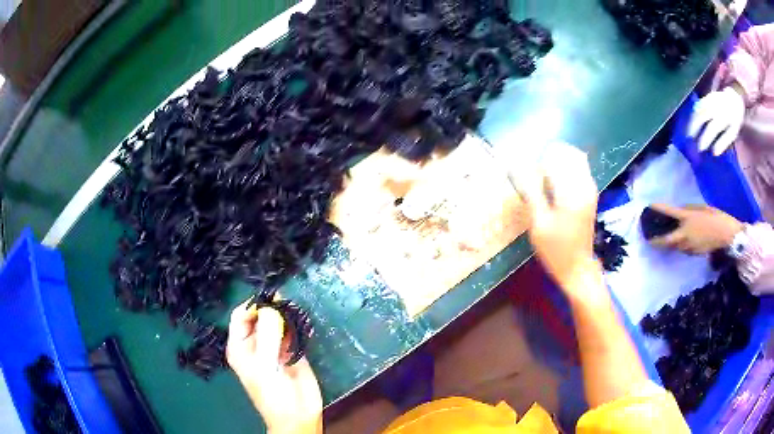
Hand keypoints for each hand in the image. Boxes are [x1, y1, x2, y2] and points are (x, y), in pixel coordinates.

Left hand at [226, 300, 322, 433]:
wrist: (298, 415)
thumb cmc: (273, 393)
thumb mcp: (265, 364)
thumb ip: (267, 335)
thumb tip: (270, 307)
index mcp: (240, 347)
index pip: (240, 316)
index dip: (253, 305)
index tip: (270, 298)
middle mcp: (255, 343)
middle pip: (259, 316)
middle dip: (271, 307)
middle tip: (285, 300)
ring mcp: (274, 347)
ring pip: (276, 321)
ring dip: (285, 314)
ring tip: (295, 307)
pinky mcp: (292, 351)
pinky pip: (292, 331)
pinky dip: (297, 324)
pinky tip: (302, 320)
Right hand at [522, 143, 601, 291]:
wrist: (578, 268)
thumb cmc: (555, 250)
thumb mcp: (538, 224)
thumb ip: (530, 192)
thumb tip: (517, 166)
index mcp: (572, 192)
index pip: (554, 158)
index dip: (537, 162)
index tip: (526, 173)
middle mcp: (585, 185)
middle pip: (568, 153)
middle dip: (549, 157)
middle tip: (535, 174)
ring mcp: (590, 189)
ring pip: (576, 159)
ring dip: (558, 162)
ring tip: (544, 178)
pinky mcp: (591, 193)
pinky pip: (580, 169)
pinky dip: (566, 169)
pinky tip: (555, 185)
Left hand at [648, 204, 742, 253]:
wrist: (726, 235)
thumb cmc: (716, 217)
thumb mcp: (702, 208)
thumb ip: (689, 210)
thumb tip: (680, 211)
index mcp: (688, 218)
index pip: (670, 212)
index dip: (659, 209)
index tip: (650, 206)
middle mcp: (686, 234)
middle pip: (666, 240)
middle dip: (656, 241)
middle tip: (648, 238)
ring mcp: (689, 246)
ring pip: (674, 246)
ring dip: (667, 244)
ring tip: (660, 238)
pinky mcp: (693, 253)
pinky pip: (682, 249)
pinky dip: (677, 245)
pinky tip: (677, 241)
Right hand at [688, 85, 745, 155]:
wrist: (734, 98)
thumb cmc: (735, 119)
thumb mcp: (733, 132)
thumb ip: (724, 141)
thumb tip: (714, 152)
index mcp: (723, 117)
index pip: (712, 128)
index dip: (705, 138)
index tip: (700, 148)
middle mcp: (715, 107)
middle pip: (702, 116)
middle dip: (695, 127)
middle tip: (689, 139)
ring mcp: (710, 100)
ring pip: (698, 109)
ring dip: (692, 120)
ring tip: (688, 131)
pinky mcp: (707, 96)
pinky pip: (699, 104)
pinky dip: (694, 113)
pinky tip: (692, 120)